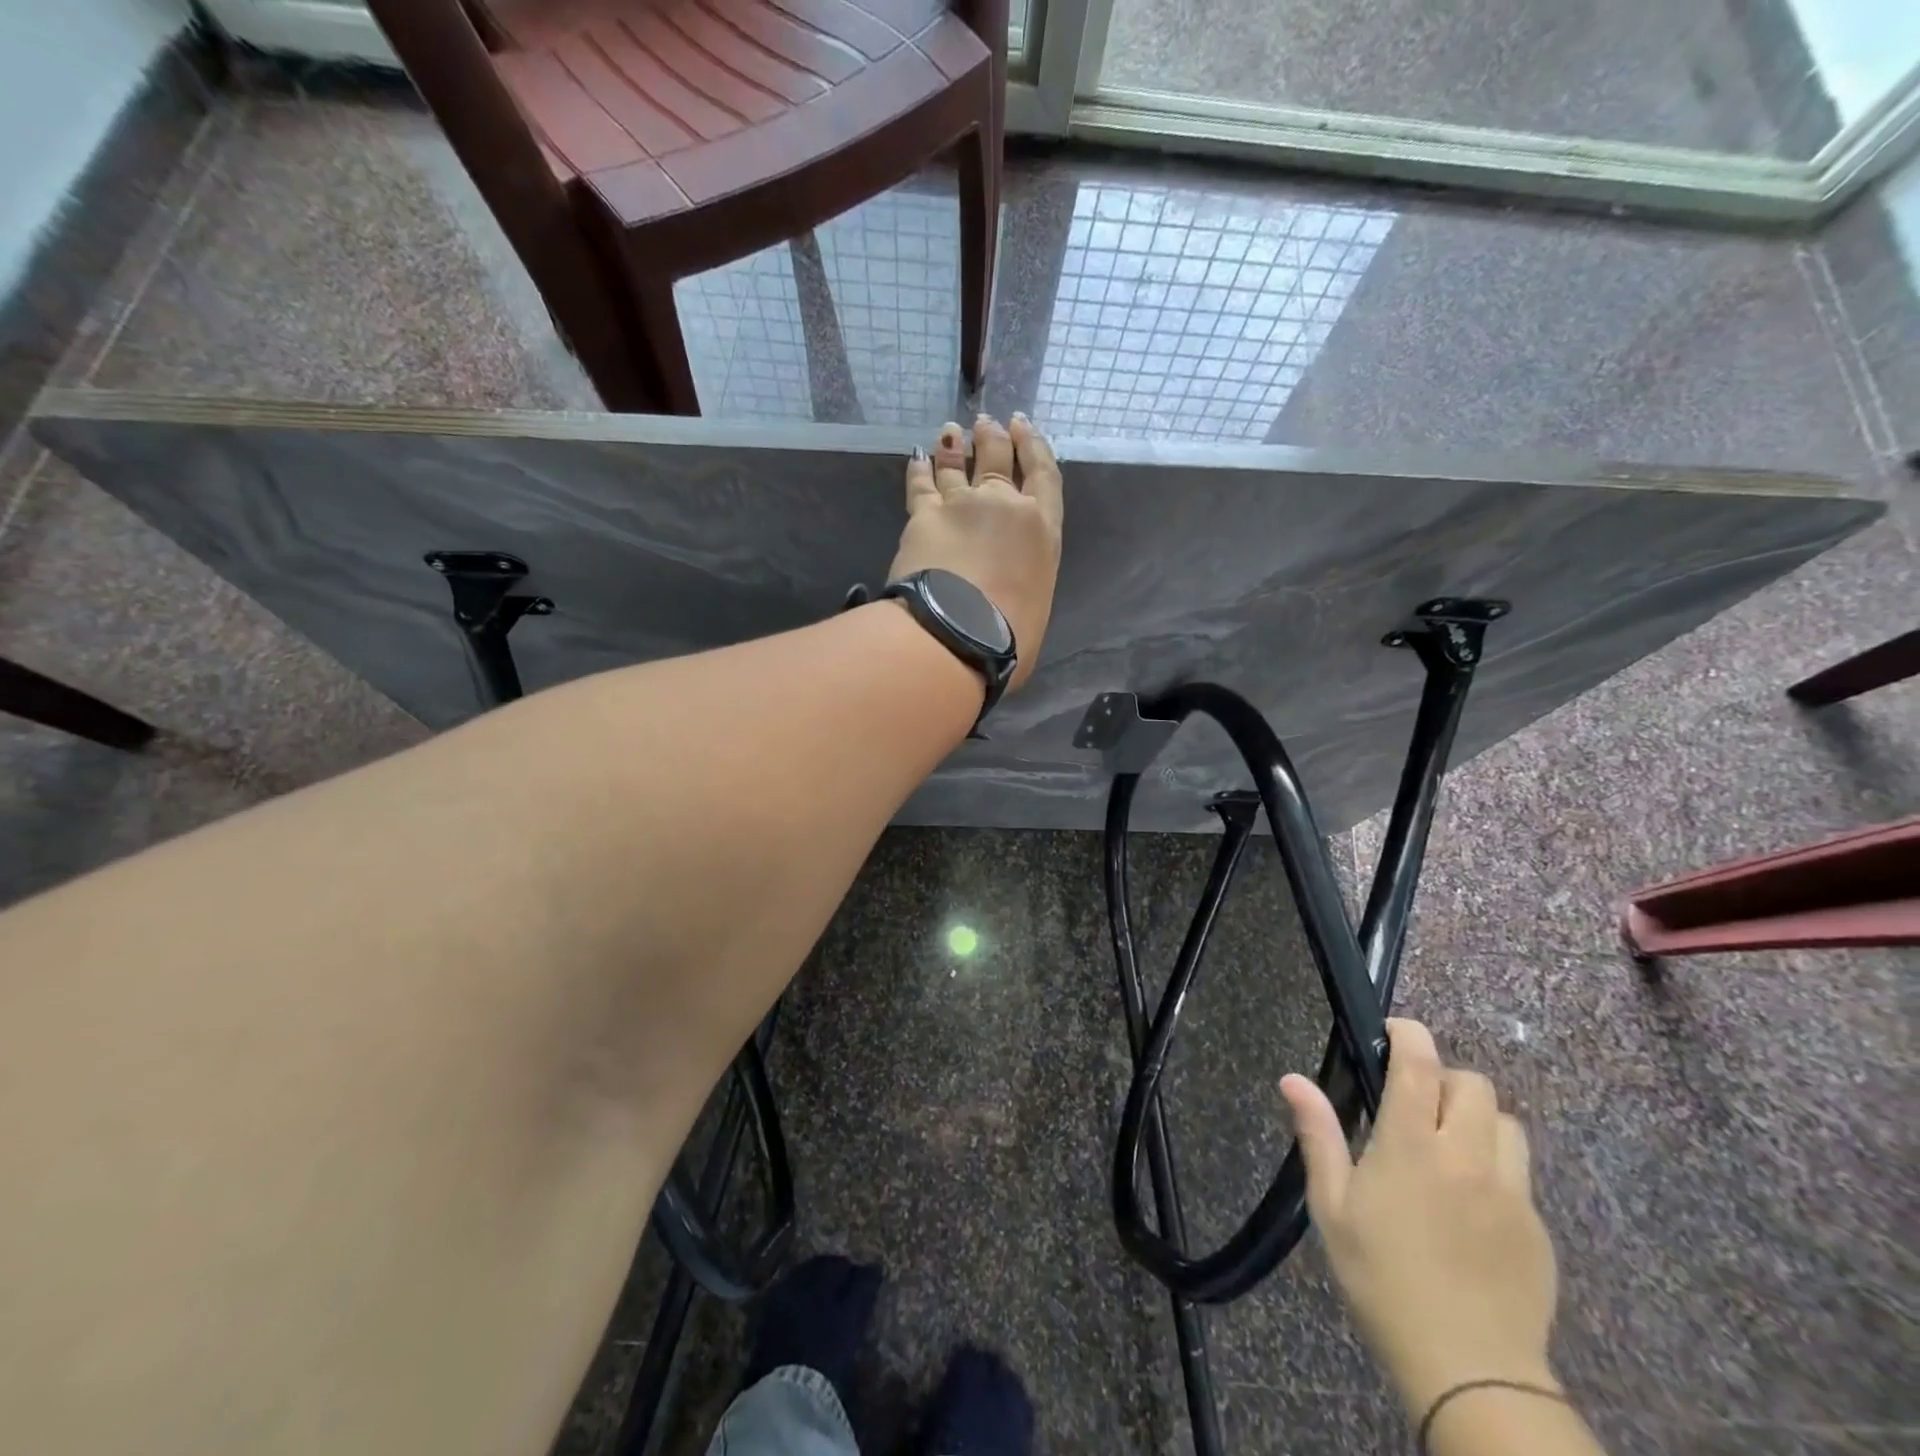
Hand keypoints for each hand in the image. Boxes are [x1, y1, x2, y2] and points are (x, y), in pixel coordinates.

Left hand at [889, 414, 1062, 690]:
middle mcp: (1004, 506)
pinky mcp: (923, 516)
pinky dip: (918, 469)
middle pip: (998, 459)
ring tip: (949, 433)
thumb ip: (1025, 588)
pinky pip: (920, 484)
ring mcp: (961, 506)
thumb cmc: (1009, 638)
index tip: (1023, 426)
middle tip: (986, 423)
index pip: (1043, 474)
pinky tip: (916, 458)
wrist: (957, 634)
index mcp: (1042, 530)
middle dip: (992, 437)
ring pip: (957, 466)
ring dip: (953, 447)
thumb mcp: (1035, 610)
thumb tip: (1011, 598)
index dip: (1033, 445)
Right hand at [1281, 1020, 1559, 1420]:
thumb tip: (1292, 1079)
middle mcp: (1467, 1156)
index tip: (1395, 1030)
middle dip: (1445, 1078)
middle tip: (1416, 1102)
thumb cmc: (1383, 1279)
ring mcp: (1511, 1192)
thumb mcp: (1332, 1207)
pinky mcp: (1537, 1228)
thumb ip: (1318, 1136)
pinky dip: (1496, 1165)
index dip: (1411, 1035)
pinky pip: (1521, 1173)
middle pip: (1474, 1084)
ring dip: (1478, 1118)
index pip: (1420, 1065)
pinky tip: (1470, 1201)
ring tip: (1450, 1145)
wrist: (1469, 1370)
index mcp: (1412, 1146)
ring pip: (1507, 1123)